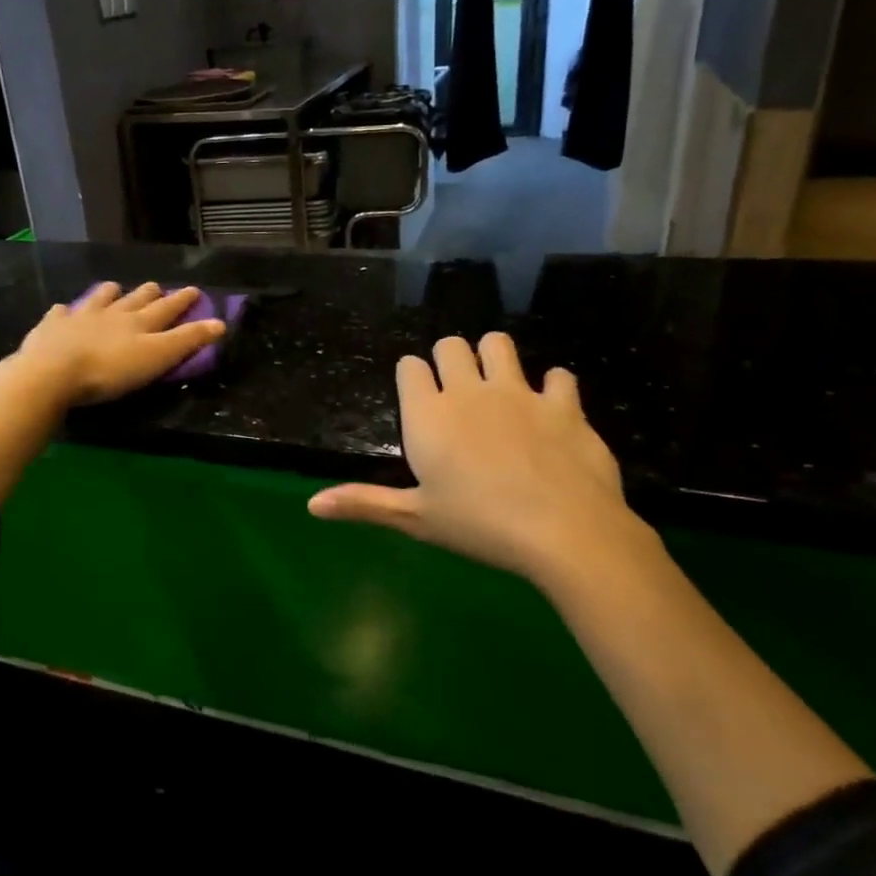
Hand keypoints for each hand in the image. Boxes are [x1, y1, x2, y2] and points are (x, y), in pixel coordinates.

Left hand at [8, 282, 225, 409]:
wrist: (53, 371)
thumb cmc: (110, 370)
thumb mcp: (157, 358)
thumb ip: (187, 341)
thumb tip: (220, 323)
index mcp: (139, 323)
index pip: (166, 308)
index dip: (182, 300)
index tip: (194, 290)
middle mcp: (112, 313)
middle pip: (134, 299)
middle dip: (148, 293)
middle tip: (156, 287)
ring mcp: (80, 317)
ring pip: (99, 298)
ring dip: (109, 293)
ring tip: (113, 288)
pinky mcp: (52, 326)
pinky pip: (61, 313)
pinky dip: (66, 311)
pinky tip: (63, 310)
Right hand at [307, 333, 649, 590]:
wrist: (564, 531)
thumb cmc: (478, 525)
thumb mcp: (416, 518)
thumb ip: (364, 503)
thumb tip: (312, 505)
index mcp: (428, 414)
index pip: (409, 367)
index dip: (411, 376)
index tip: (418, 396)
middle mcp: (468, 391)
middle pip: (450, 345)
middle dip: (448, 359)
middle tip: (455, 391)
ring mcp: (518, 392)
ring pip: (499, 344)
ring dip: (494, 357)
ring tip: (497, 386)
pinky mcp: (563, 403)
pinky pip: (558, 376)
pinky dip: (552, 387)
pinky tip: (550, 410)